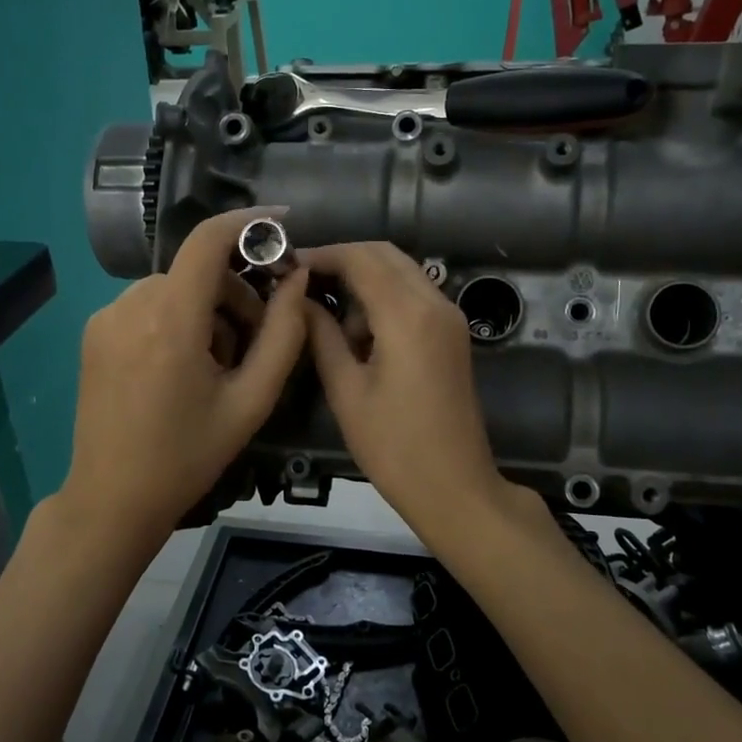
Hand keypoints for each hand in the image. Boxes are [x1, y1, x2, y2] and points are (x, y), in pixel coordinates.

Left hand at [61, 209, 308, 551]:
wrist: (112, 499)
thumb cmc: (188, 456)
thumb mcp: (251, 401)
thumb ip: (284, 335)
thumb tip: (298, 280)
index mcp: (170, 320)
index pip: (208, 240)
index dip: (249, 222)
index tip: (283, 224)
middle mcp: (130, 305)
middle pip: (197, 271)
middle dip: (235, 295)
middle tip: (253, 344)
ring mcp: (105, 318)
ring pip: (174, 288)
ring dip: (207, 311)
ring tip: (217, 366)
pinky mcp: (94, 333)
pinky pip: (148, 306)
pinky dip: (177, 320)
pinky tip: (182, 368)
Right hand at [301, 244, 519, 540]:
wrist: (455, 487)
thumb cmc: (393, 446)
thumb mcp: (346, 391)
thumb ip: (321, 335)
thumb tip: (299, 300)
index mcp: (407, 315)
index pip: (360, 258)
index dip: (321, 255)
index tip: (287, 266)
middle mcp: (435, 303)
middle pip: (385, 255)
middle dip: (343, 260)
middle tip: (302, 283)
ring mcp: (450, 317)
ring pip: (401, 273)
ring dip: (364, 281)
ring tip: (330, 322)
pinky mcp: (453, 334)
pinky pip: (414, 296)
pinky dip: (384, 299)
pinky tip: (360, 335)